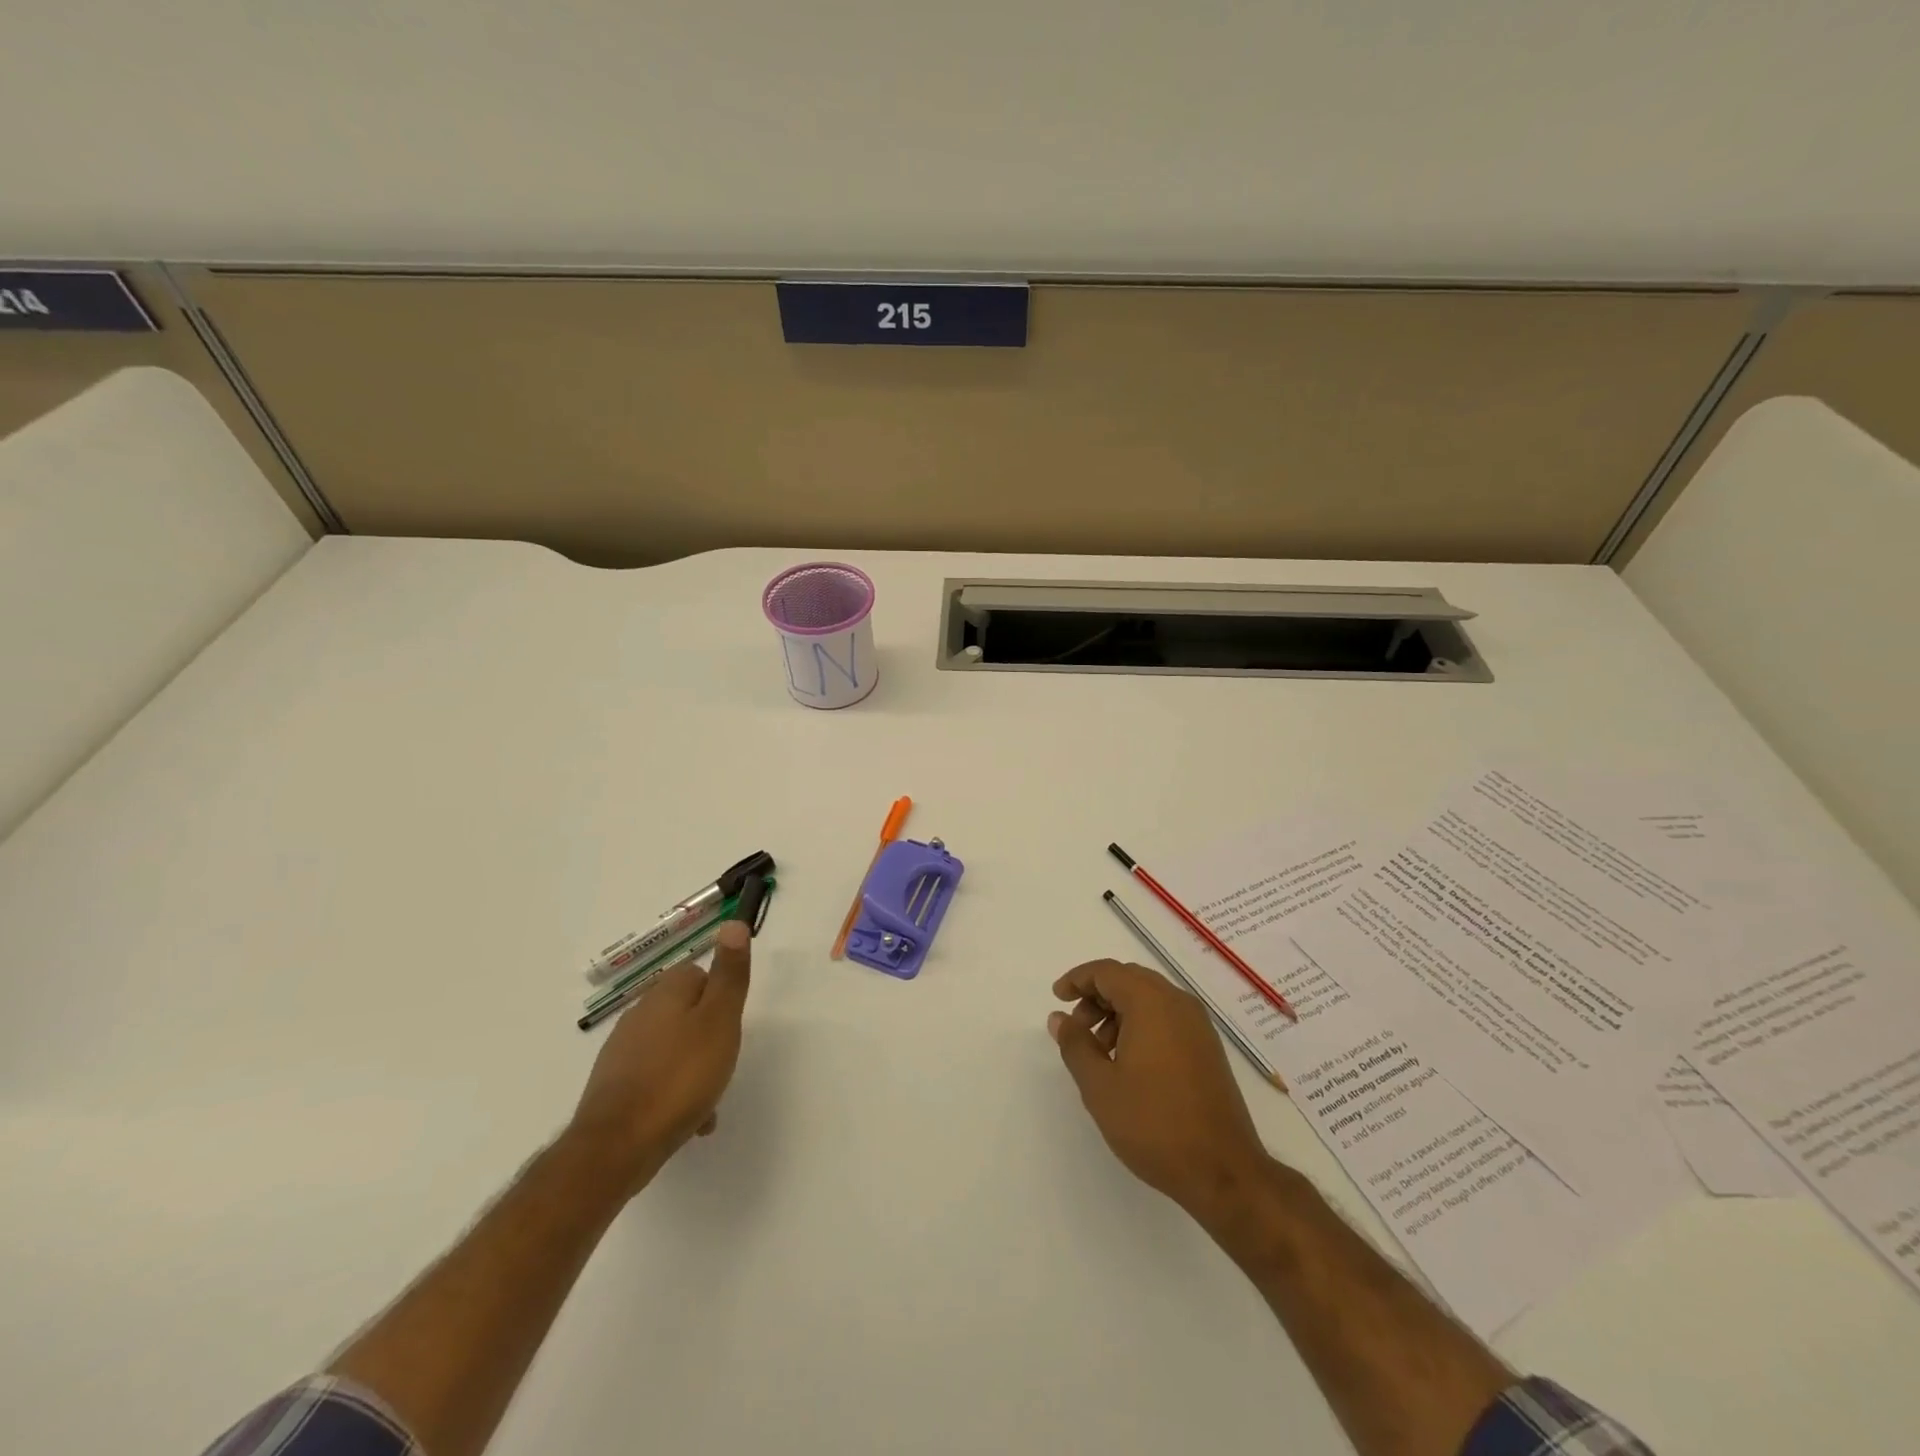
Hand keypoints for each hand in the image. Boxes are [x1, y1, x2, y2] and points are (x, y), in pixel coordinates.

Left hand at [568, 920, 751, 1194]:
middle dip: (708, 1036)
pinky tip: (687, 1121)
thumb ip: (730, 974)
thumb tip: (733, 922)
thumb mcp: (720, 1020)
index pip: (699, 974)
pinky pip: (656, 1078)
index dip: (720, 998)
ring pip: (672, 1048)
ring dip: (693, 1068)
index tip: (731, 1026)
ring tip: (708, 1100)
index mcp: (665, 993)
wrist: (617, 1146)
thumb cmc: (680, 1076)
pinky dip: (673, 1093)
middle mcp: (640, 1013)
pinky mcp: (614, 1086)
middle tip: (723, 1063)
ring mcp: (623, 1051)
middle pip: (686, 1012)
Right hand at [1050, 959, 1270, 1216]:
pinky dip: (1141, 1025)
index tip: (1057, 998)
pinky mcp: (1207, 1048)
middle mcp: (1178, 1003)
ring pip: (1149, 999)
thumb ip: (1075, 1044)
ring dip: (1118, 1013)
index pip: (1107, 971)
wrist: (1223, 1171)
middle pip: (1129, 980)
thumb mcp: (1100, 1085)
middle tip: (1076, 1027)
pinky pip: (1166, 1018)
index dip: (1078, 979)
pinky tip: (1128, 1062)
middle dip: (1097, 996)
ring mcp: (1198, 1025)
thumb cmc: (1153, 1123)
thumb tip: (1060, 1018)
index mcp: (1151, 1002)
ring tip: (1099, 1051)